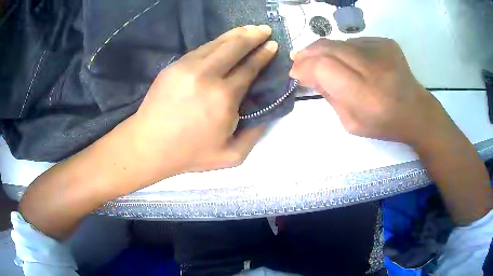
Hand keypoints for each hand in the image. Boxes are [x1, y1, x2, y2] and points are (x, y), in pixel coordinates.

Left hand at [129, 25, 277, 176]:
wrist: (149, 146)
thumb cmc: (190, 153)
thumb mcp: (231, 156)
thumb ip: (254, 135)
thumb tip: (267, 113)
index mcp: (224, 97)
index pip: (249, 67)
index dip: (263, 55)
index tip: (272, 45)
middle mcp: (207, 75)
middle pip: (234, 47)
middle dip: (253, 36)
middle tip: (265, 29)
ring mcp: (187, 67)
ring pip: (217, 43)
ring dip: (236, 34)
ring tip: (249, 29)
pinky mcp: (173, 66)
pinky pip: (200, 49)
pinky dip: (216, 43)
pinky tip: (223, 41)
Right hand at [290, 38, 456, 146]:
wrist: (416, 111)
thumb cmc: (384, 124)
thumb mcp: (350, 123)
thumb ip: (329, 96)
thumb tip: (308, 74)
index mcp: (365, 96)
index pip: (323, 67)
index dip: (304, 67)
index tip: (296, 73)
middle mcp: (373, 67)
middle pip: (328, 47)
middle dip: (308, 53)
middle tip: (300, 60)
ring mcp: (381, 50)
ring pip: (339, 42)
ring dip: (325, 51)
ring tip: (324, 62)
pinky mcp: (386, 42)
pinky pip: (355, 42)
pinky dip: (346, 50)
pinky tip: (352, 62)